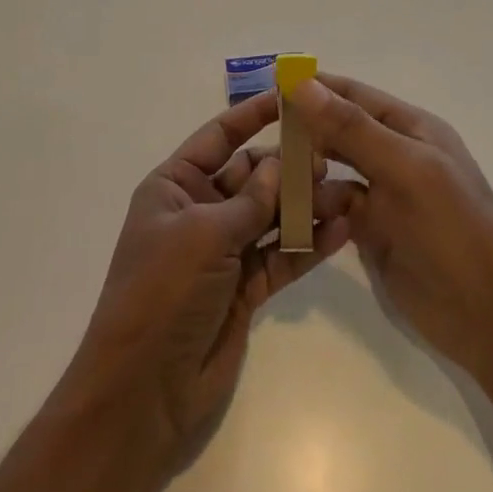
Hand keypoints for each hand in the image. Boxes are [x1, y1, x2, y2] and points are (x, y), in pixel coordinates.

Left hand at [63, 90, 352, 472]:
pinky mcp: (245, 288)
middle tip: (331, 158)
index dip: (252, 115)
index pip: (219, 137)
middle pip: (252, 176)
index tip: (290, 97)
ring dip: (306, 205)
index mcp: (175, 186)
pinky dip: (308, 245)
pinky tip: (341, 230)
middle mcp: (200, 211)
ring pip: (273, 216)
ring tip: (349, 193)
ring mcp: (224, 250)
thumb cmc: (161, 293)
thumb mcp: (202, 235)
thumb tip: (280, 166)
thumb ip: (249, 201)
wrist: (143, 394)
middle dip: (289, 166)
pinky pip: (281, 256)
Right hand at [291, 73, 492, 385]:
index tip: (273, 80)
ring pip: (334, 170)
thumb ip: (353, 128)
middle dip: (305, 128)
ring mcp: (385, 195)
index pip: (355, 95)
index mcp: (411, 129)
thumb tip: (303, 83)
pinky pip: (335, 208)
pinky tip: (288, 209)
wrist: (491, 319)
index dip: (317, 86)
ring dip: (306, 169)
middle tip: (258, 129)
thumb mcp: (406, 169)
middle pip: (341, 131)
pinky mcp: (374, 232)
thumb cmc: (453, 229)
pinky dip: (315, 206)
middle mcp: (396, 155)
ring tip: (266, 172)